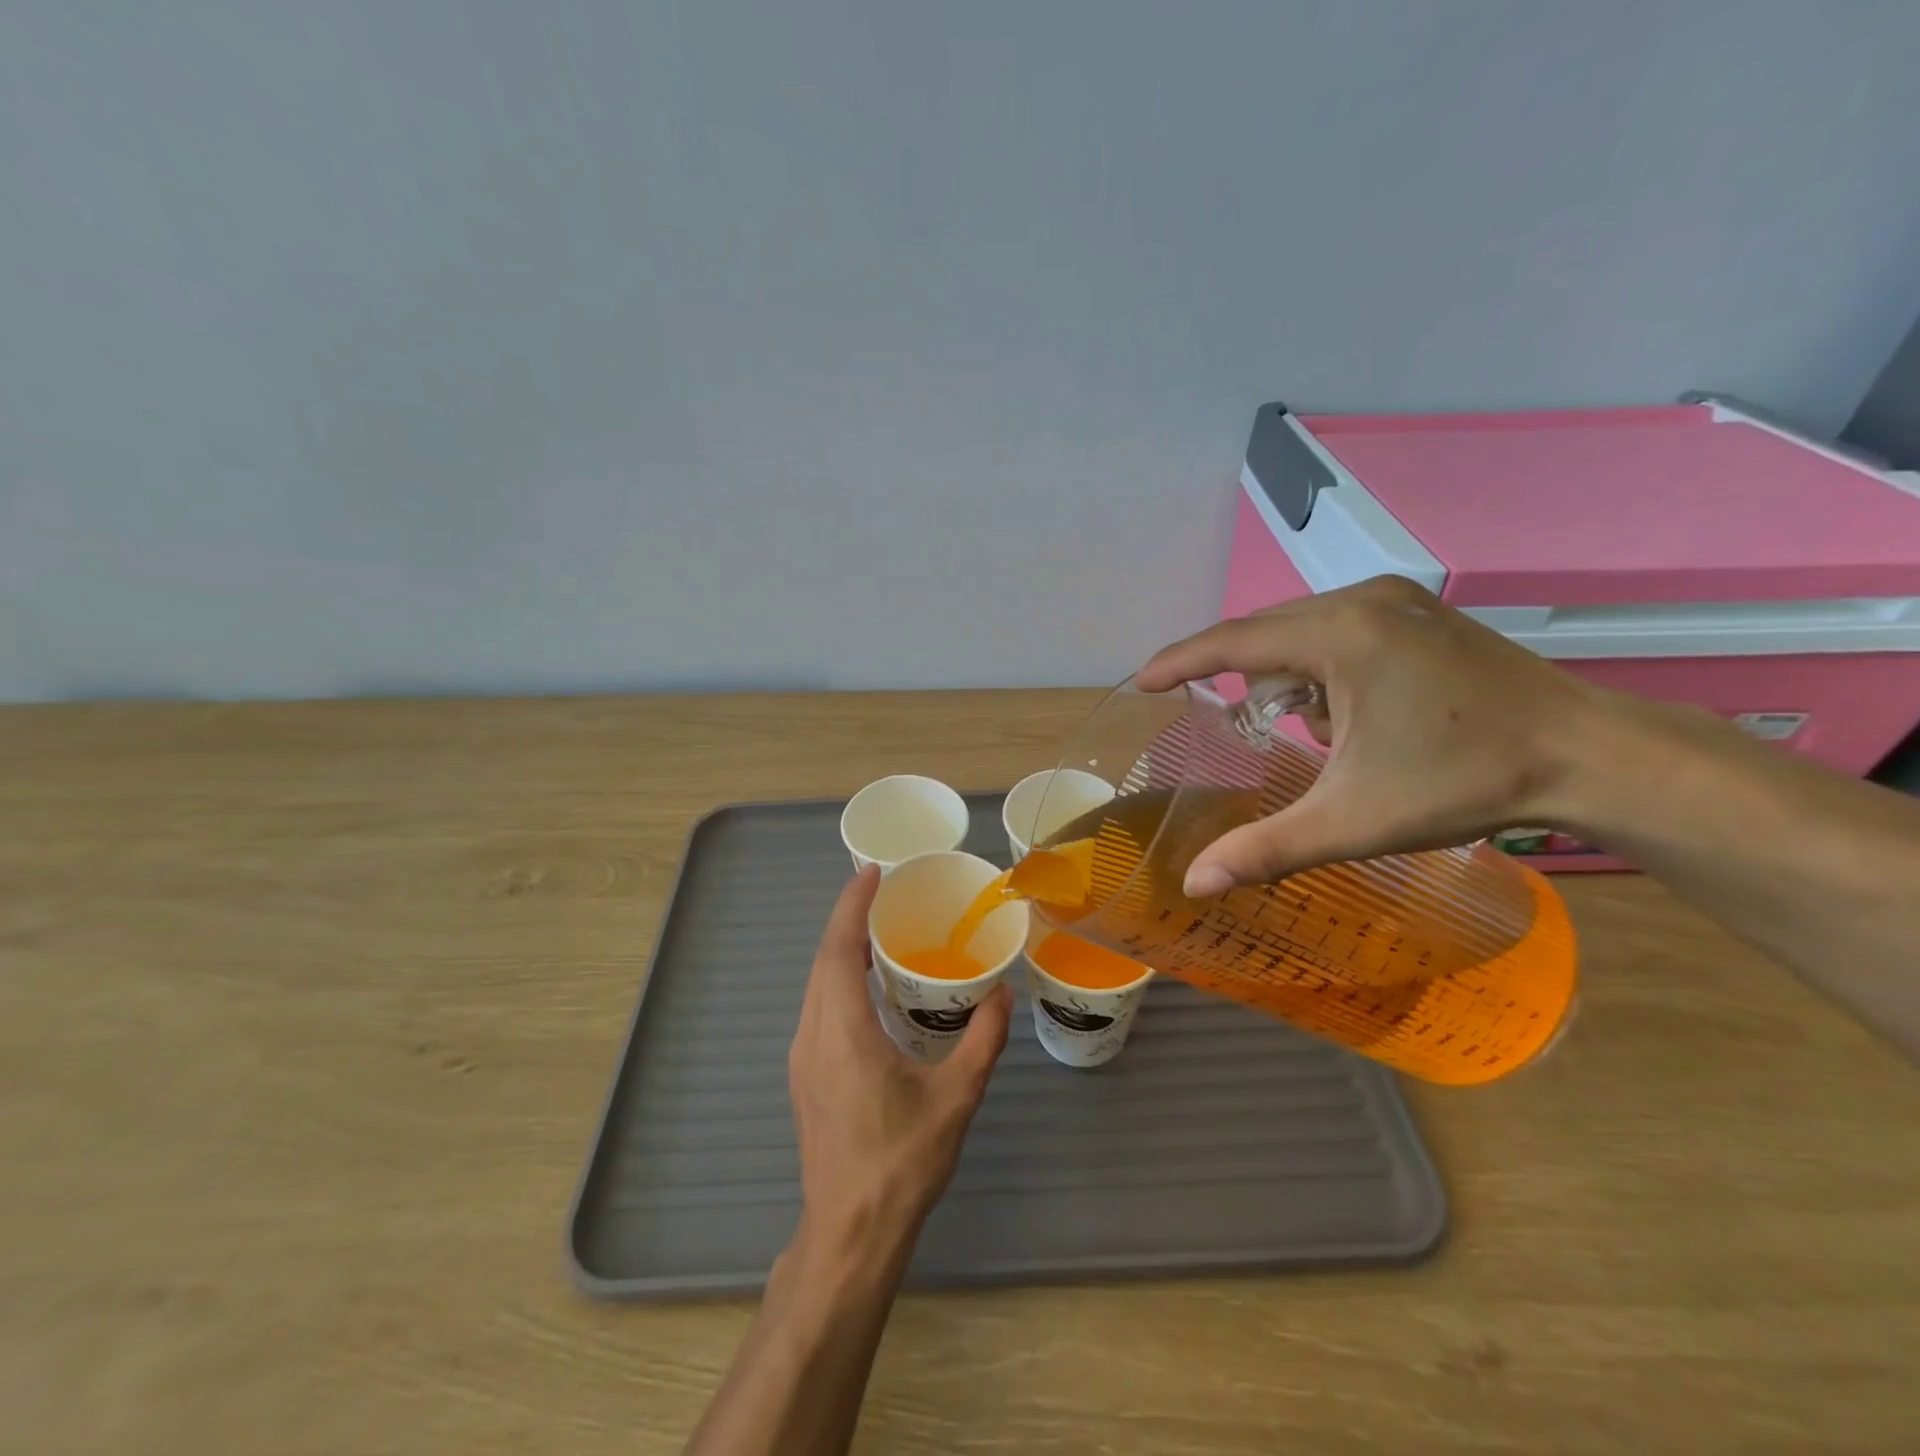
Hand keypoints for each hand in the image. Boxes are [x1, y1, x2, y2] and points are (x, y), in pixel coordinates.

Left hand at [787, 866, 1012, 1259]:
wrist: (848, 1234)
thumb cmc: (901, 1163)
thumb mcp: (956, 1098)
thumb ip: (982, 1041)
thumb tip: (1002, 994)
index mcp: (843, 1031)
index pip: (838, 949)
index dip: (851, 905)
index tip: (871, 872)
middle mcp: (813, 1035)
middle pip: (822, 960)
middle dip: (848, 919)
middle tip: (884, 894)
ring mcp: (803, 1058)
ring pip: (816, 985)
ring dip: (841, 950)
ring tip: (880, 932)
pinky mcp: (805, 1076)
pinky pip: (818, 1008)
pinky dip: (837, 979)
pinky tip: (869, 988)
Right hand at [1137, 575, 1603, 894]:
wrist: (1589, 756)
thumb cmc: (1464, 783)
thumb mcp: (1354, 820)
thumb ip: (1266, 848)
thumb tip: (1194, 884)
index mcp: (1342, 635)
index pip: (1234, 642)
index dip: (1180, 661)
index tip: (1142, 681)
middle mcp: (1363, 599)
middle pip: (1265, 634)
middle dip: (1243, 681)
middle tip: (1238, 729)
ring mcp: (1395, 598)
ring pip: (1300, 632)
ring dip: (1288, 680)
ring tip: (1320, 733)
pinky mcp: (1417, 610)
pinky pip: (1335, 630)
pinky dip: (1321, 669)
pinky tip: (1352, 711)